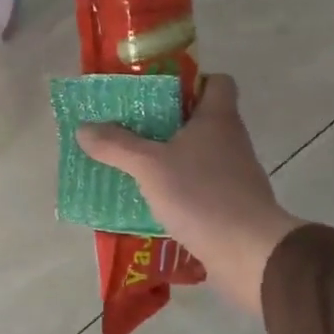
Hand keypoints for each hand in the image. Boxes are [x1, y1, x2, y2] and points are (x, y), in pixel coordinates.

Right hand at [77, 75, 299, 314]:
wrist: (249, 252)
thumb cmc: (201, 195)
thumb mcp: (149, 166)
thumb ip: (116, 145)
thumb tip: (84, 128)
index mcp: (217, 118)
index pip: (217, 82)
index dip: (192, 81)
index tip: (159, 93)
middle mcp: (231, 141)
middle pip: (201, 119)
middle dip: (166, 123)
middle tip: (131, 129)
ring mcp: (235, 175)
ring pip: (199, 155)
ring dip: (171, 159)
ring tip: (133, 166)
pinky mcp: (233, 205)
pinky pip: (201, 187)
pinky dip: (180, 190)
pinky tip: (153, 201)